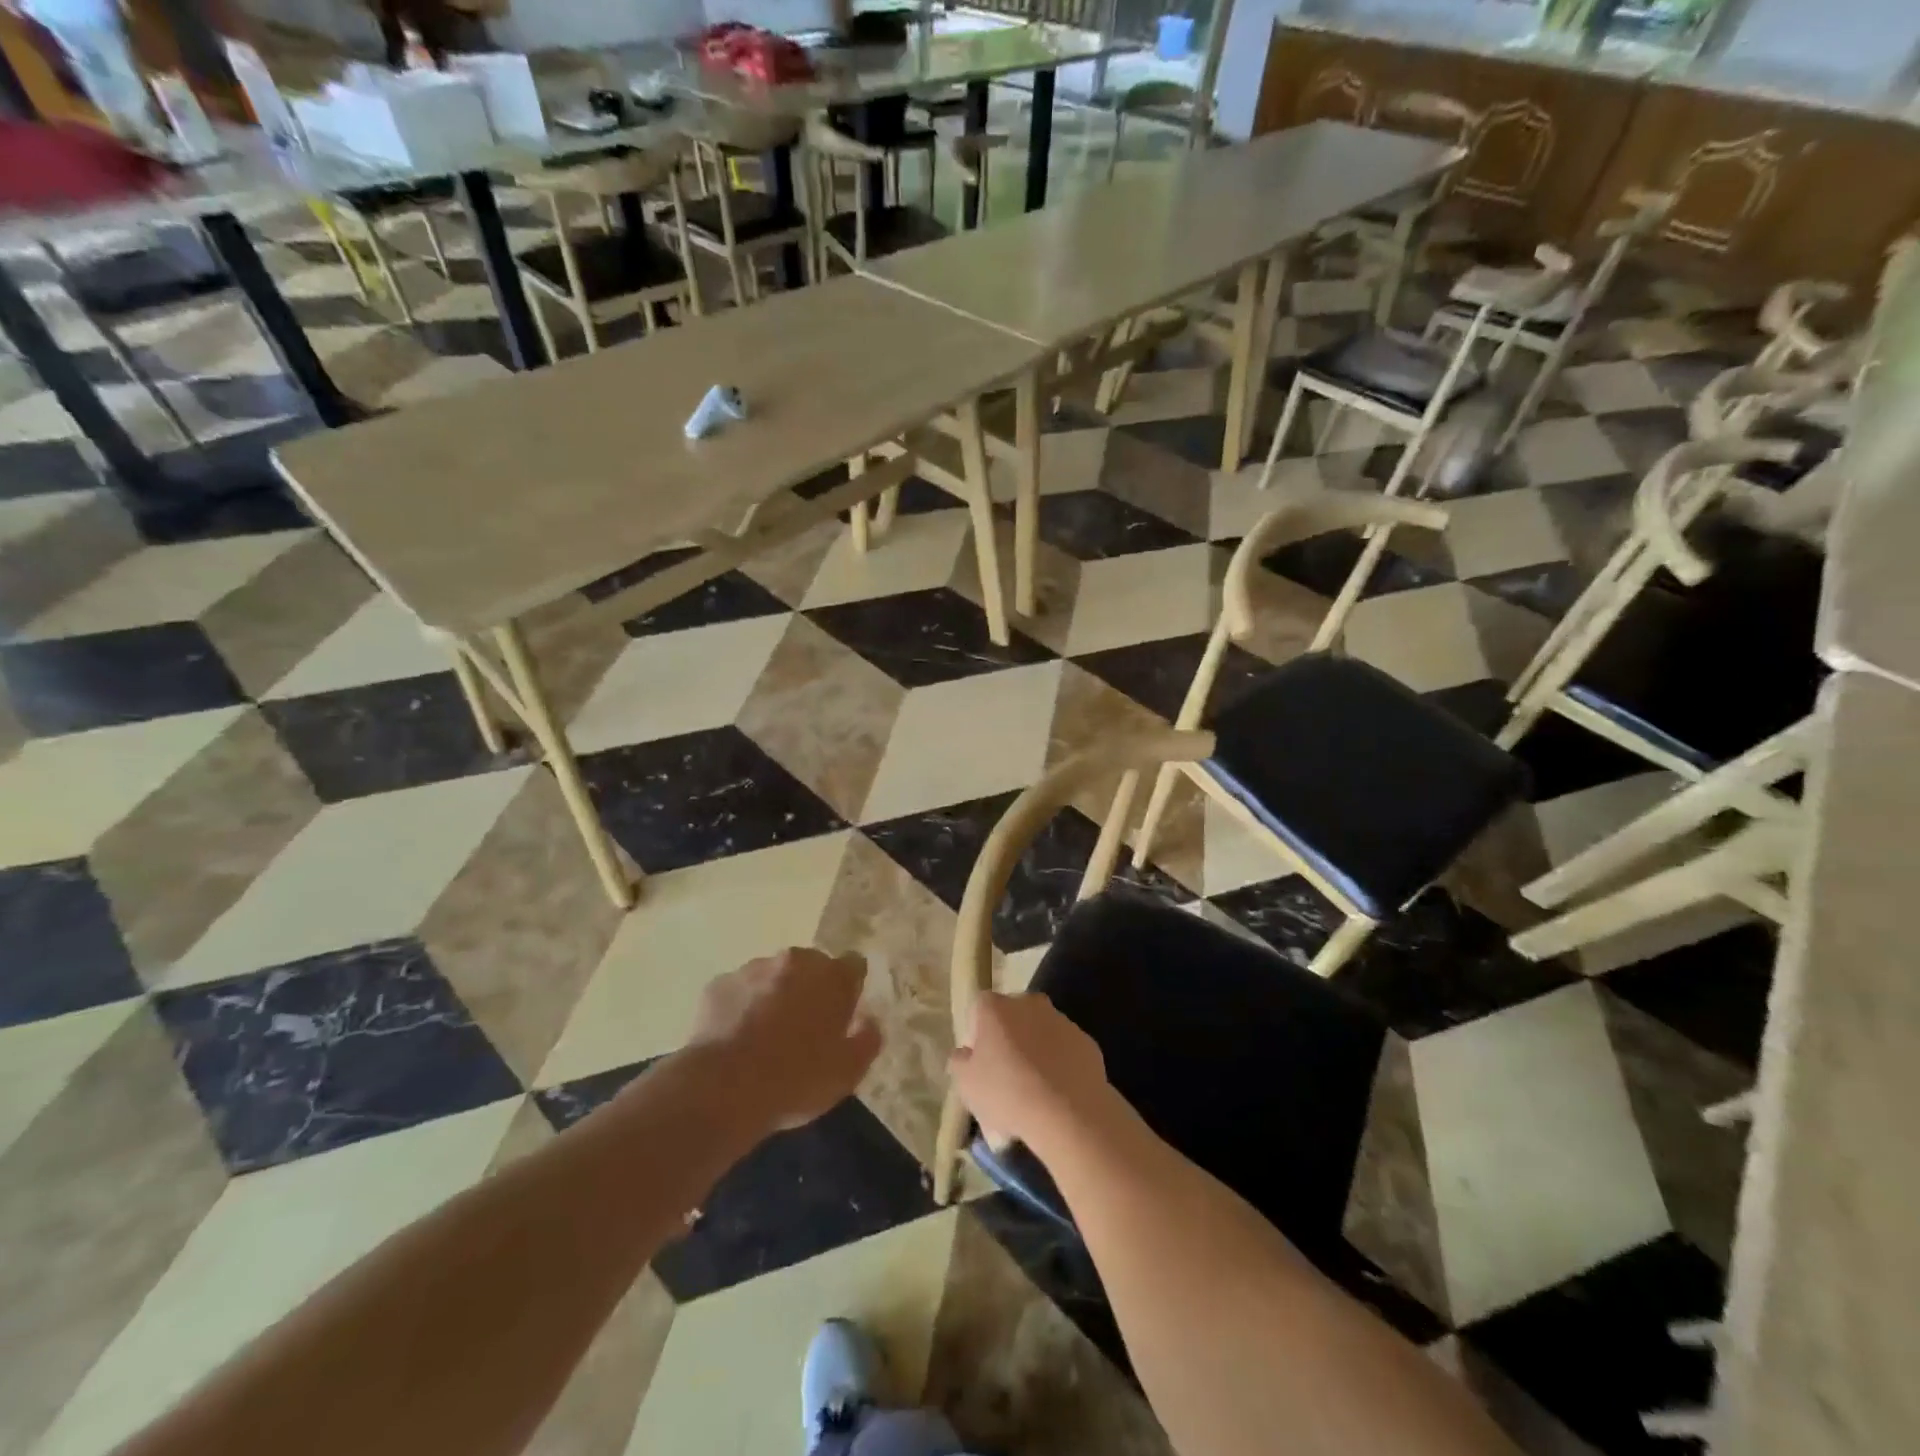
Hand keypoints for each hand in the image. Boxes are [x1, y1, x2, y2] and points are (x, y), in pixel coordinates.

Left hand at [686, 948, 881, 1132]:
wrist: (723, 1089)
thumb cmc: (795, 1080)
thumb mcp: (847, 1073)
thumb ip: (867, 1040)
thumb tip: (870, 1021)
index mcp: (832, 977)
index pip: (853, 965)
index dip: (849, 988)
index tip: (842, 1014)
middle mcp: (794, 961)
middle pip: (811, 966)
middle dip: (810, 989)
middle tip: (804, 1029)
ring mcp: (753, 969)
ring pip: (772, 976)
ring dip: (775, 995)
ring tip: (765, 1036)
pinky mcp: (719, 984)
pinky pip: (739, 991)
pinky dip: (742, 1007)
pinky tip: (736, 1039)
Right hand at [949, 992, 1114, 1158]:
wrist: (1068, 1113)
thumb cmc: (1007, 1093)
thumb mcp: (966, 1084)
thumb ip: (960, 1061)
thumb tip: (964, 1053)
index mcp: (995, 1007)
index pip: (979, 1009)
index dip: (976, 1035)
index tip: (979, 1063)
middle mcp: (1029, 1003)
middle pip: (1012, 1017)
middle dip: (1008, 1038)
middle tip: (1005, 1075)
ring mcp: (1061, 1020)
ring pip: (1040, 1031)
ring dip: (1035, 1050)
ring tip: (1034, 1089)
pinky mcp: (1086, 1041)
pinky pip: (1065, 1049)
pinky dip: (1060, 1064)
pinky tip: (1058, 1093)